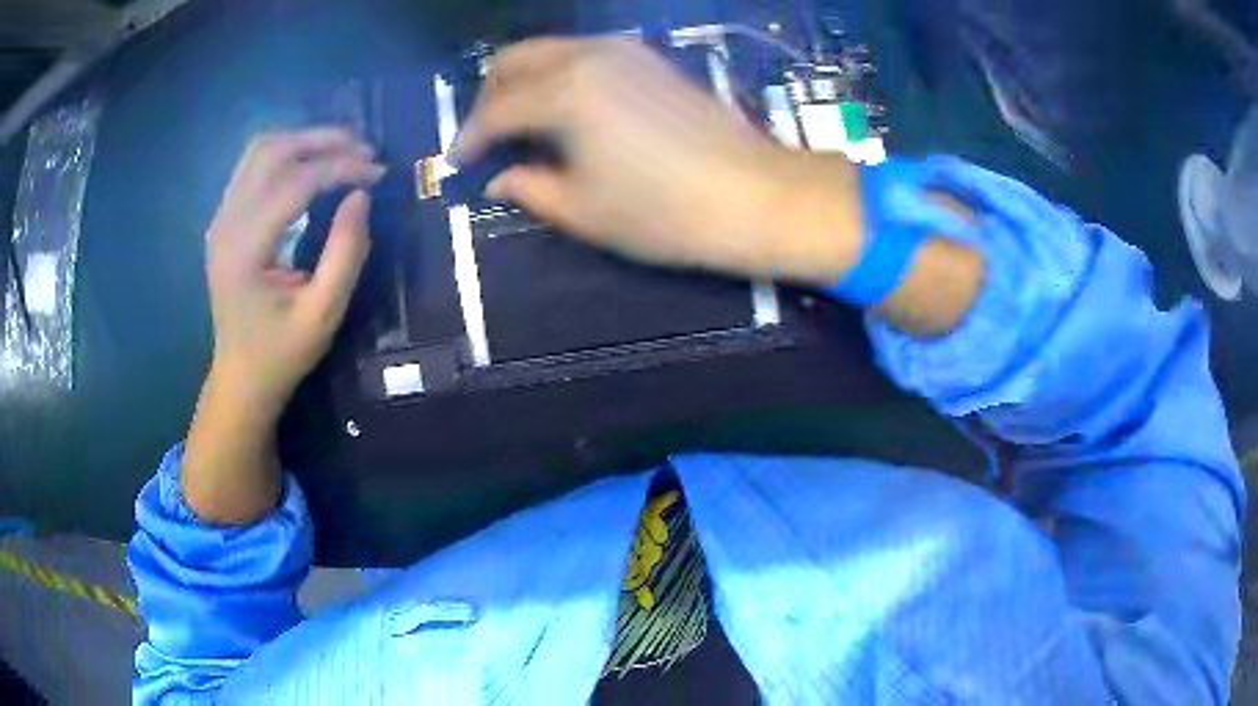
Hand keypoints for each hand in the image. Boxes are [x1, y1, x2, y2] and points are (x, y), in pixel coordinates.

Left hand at [204, 128, 383, 417]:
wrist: (240, 378)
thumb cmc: (282, 353)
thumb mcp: (323, 313)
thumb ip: (346, 253)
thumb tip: (362, 195)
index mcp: (245, 249)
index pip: (295, 181)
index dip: (341, 167)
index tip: (379, 172)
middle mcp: (226, 222)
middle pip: (272, 150)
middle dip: (323, 140)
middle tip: (365, 149)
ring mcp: (221, 218)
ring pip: (260, 149)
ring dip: (303, 140)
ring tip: (342, 150)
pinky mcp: (224, 220)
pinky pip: (253, 166)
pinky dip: (286, 154)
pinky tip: (311, 166)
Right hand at [452, 37, 862, 283]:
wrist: (755, 195)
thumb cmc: (665, 212)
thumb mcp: (584, 210)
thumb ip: (530, 188)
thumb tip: (501, 178)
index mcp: (564, 93)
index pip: (495, 109)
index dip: (470, 137)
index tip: (459, 161)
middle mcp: (589, 57)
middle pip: (515, 60)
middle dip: (490, 95)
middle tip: (488, 137)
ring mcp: (624, 52)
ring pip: (550, 51)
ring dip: (524, 81)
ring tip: (524, 125)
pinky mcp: (650, 60)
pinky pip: (584, 55)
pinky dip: (560, 76)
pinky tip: (568, 110)